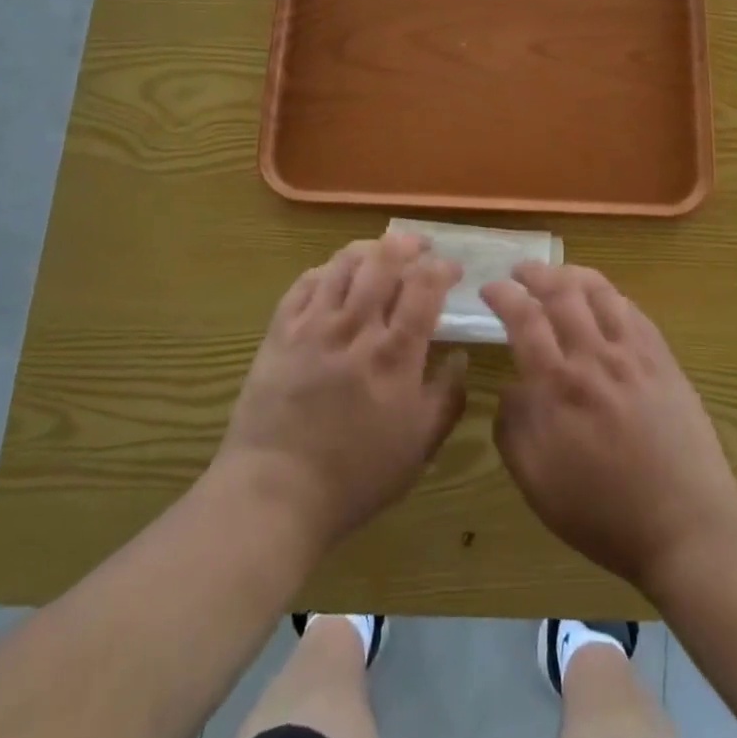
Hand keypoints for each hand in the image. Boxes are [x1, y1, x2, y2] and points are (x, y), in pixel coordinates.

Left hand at [215, 234, 467, 550]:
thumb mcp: (418, 447)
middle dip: (407, 244)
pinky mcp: (281, 330)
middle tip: (420, 247)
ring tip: (380, 253)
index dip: (442, 268)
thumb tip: (461, 356)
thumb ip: (447, 397)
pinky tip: (336, 276)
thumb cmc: (355, 476)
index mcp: (395, 354)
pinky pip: (306, 282)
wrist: (275, 492)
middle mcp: (356, 327)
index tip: (452, 270)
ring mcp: (314, 325)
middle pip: (384, 261)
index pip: (424, 287)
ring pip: (344, 263)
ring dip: (369, 249)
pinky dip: (327, 270)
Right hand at [482, 262, 736, 588]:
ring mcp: (633, 354)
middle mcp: (594, 357)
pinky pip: (633, 311)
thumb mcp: (537, 483)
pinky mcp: (663, 359)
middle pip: (562, 292)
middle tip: (521, 272)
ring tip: (559, 275)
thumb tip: (513, 386)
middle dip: (536, 273)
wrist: (685, 525)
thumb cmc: (603, 513)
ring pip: (601, 291)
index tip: (490, 288)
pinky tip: (603, 300)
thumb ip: (514, 427)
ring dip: (573, 274)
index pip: (524, 318)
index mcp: (558, 386)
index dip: (504, 295)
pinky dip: (611, 295)